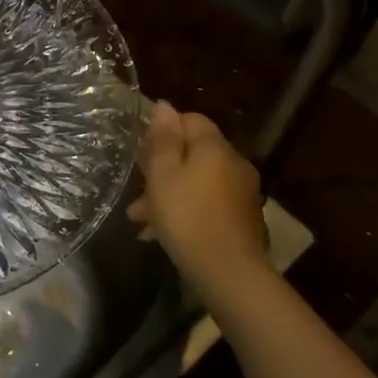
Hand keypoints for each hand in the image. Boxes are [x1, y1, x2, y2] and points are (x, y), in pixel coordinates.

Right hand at [127, 100, 268, 285]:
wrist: (228, 271)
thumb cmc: (187, 216)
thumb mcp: (163, 174)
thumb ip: (163, 138)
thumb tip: (164, 105)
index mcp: (214, 147)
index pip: (190, 120)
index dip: (163, 130)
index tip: (142, 152)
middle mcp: (233, 163)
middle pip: (193, 151)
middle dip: (162, 165)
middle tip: (137, 185)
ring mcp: (241, 191)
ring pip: (197, 179)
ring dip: (169, 191)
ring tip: (140, 216)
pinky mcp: (241, 217)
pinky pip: (207, 201)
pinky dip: (185, 208)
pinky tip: (162, 230)